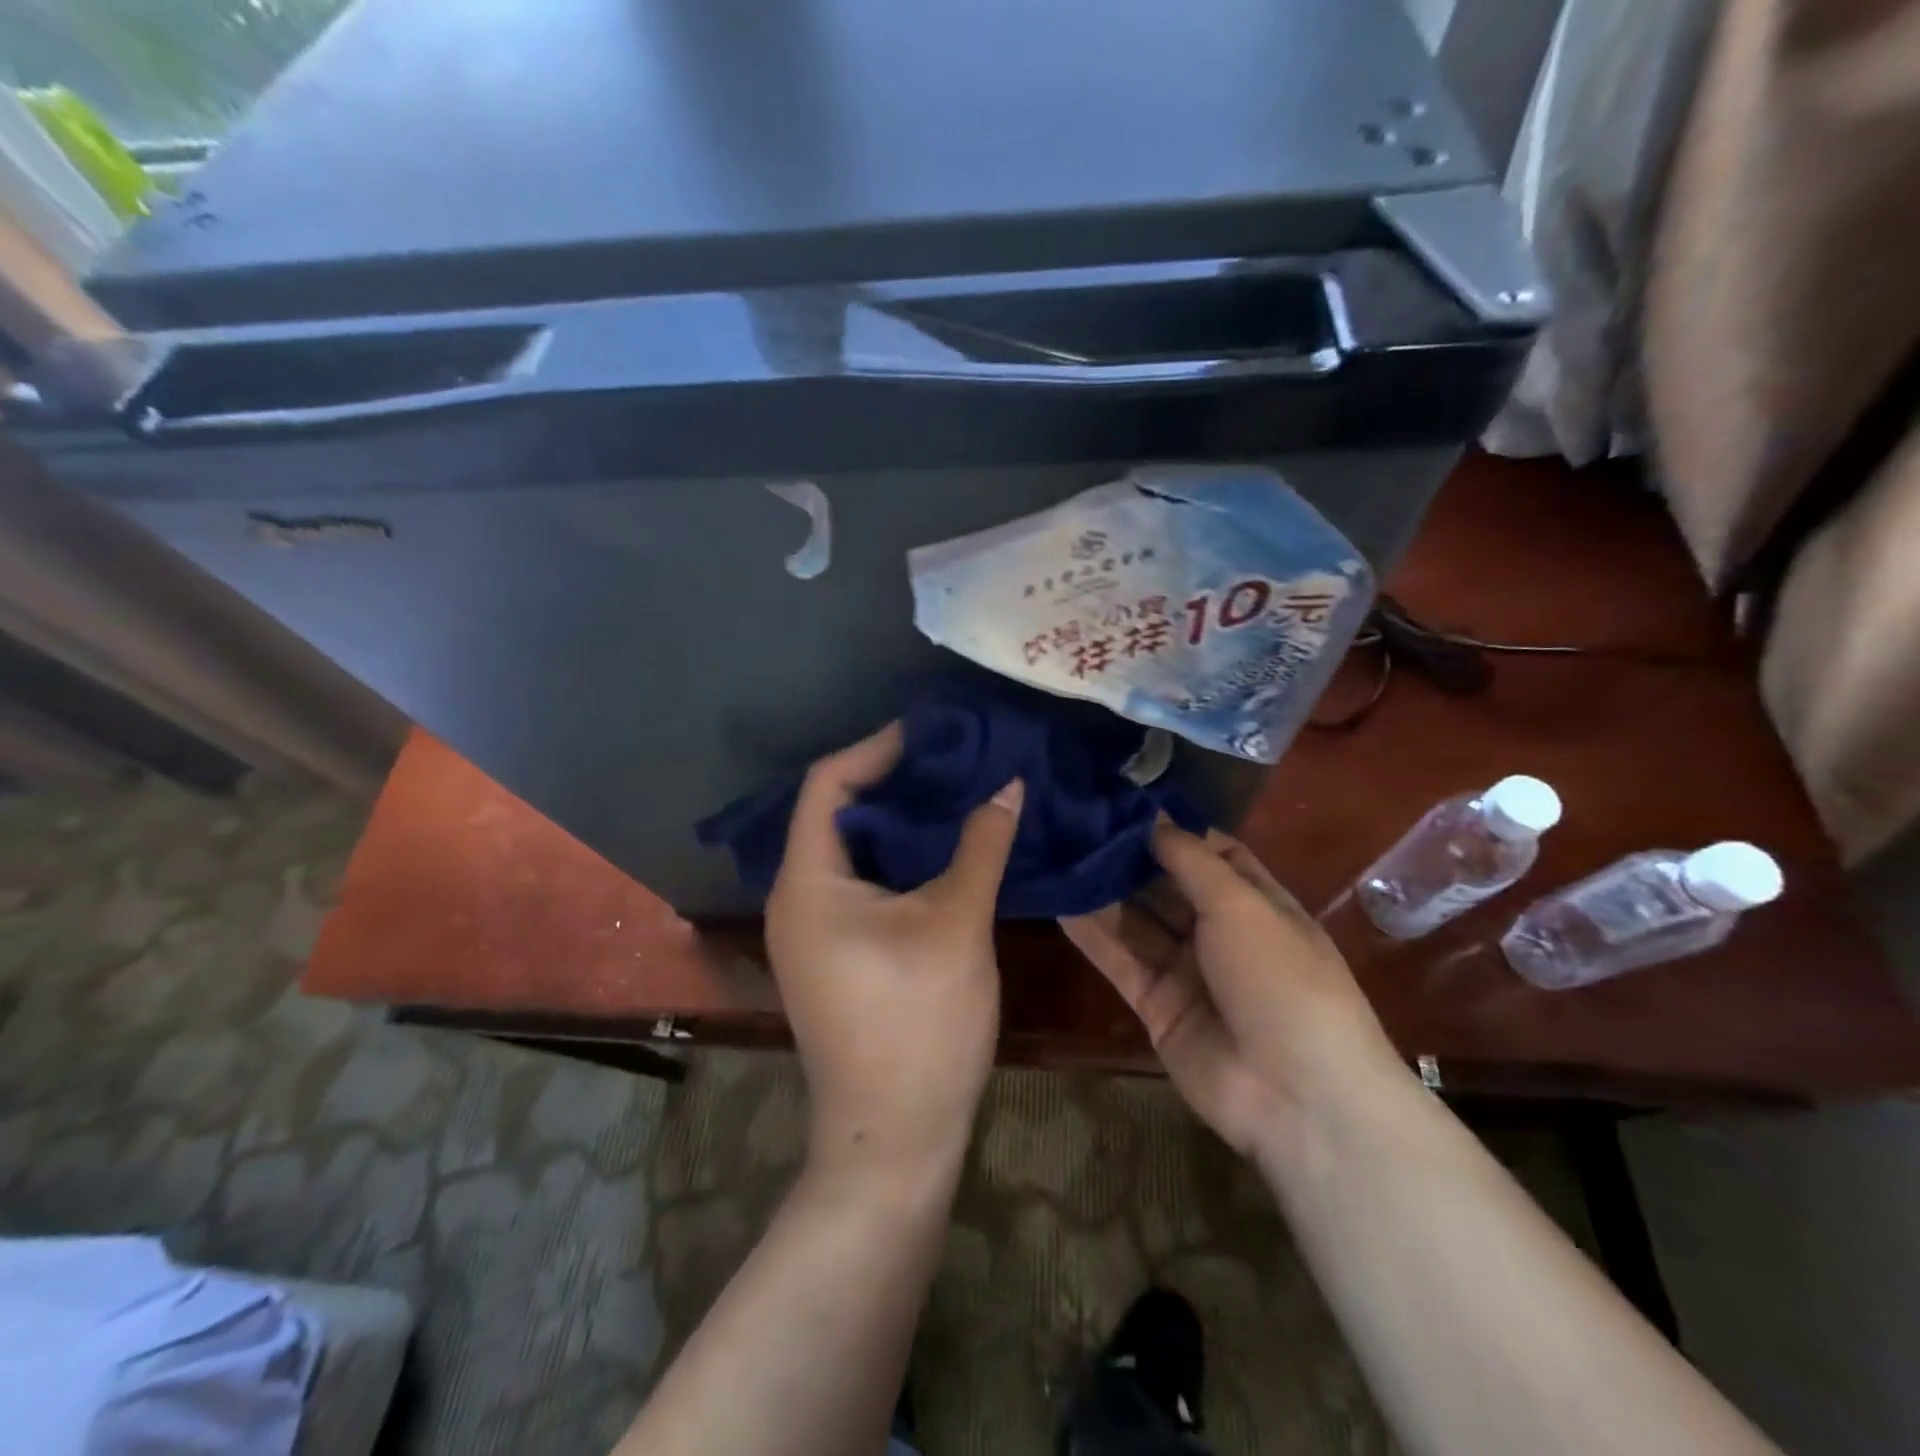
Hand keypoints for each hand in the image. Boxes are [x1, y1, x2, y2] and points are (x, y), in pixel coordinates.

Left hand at [767, 724, 1022, 1179]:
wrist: (892, 1139)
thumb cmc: (919, 1025)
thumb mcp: (956, 923)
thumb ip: (982, 845)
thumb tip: (1010, 783)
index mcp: (808, 882)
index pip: (828, 784)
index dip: (877, 749)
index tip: (932, 733)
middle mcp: (795, 898)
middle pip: (836, 812)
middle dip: (893, 780)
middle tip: (952, 758)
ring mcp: (810, 930)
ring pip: (851, 850)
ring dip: (899, 820)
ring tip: (955, 792)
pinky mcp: (833, 954)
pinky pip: (859, 882)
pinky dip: (897, 857)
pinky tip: (943, 850)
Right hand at [1061, 823, 1402, 1161]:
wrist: (1296, 1094)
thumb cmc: (1280, 978)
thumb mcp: (1241, 904)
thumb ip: (1189, 860)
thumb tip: (1152, 819)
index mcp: (1255, 902)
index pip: (1211, 853)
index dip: (1172, 829)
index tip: (1123, 804)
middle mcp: (1220, 932)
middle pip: (1166, 885)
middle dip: (1127, 858)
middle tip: (1074, 825)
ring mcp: (1187, 971)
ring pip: (1137, 922)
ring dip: (1102, 893)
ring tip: (1058, 856)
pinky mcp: (1157, 1006)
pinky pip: (1120, 962)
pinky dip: (1092, 936)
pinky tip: (1058, 904)